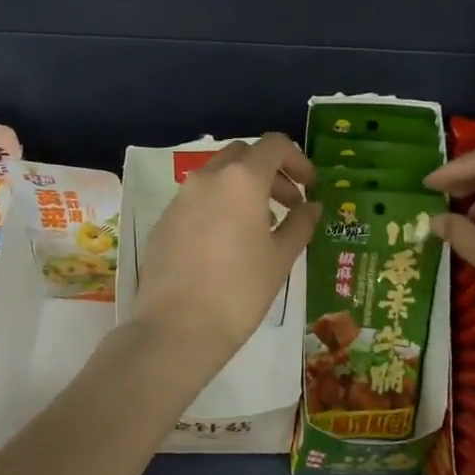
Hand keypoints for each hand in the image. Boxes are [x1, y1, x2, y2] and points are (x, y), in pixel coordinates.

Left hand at [133, 133, 320, 366]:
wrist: (176, 328)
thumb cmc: (240, 290)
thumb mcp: (280, 258)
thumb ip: (300, 224)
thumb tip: (311, 207)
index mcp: (241, 179)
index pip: (274, 146)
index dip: (298, 161)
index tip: (311, 189)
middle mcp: (207, 178)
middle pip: (244, 155)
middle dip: (271, 173)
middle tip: (290, 205)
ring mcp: (180, 198)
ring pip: (218, 176)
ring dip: (244, 189)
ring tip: (261, 227)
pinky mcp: (164, 221)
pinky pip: (197, 200)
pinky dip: (219, 206)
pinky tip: (227, 243)